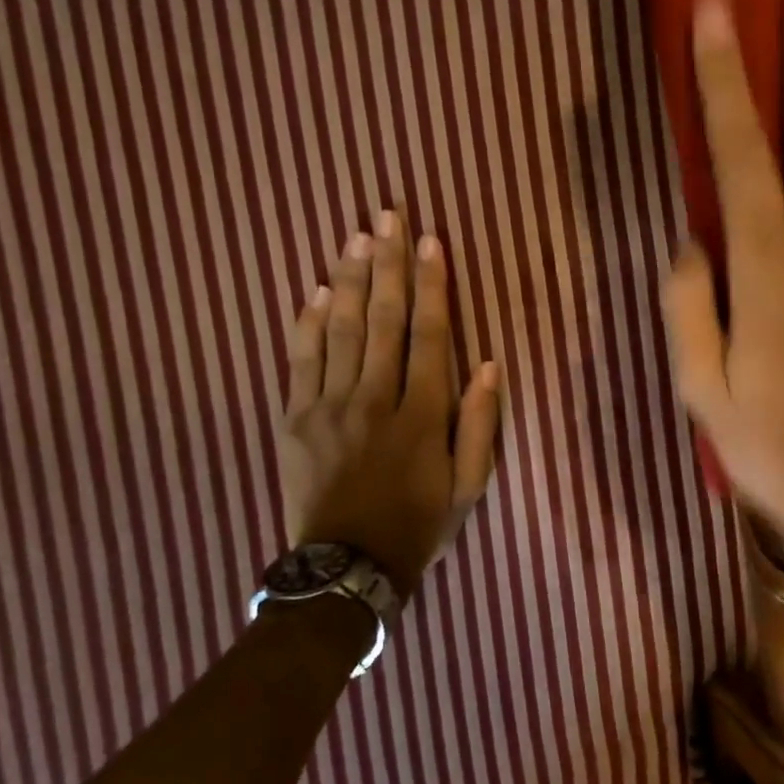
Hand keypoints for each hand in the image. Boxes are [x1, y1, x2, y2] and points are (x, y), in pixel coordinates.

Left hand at [278, 211, 500, 599]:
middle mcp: (374, 398)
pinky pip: (300, 360)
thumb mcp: (469, 485)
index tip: (431, 241)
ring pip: (340, 330)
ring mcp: (328, 406)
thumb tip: (489, 364)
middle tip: (388, 215)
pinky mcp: (295, 419)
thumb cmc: (418, 525)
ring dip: (349, 279)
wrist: (346, 568)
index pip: (428, 334)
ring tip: (356, 236)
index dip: (432, 284)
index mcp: (421, 414)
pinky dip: (307, 322)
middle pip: (381, 318)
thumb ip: (480, 424)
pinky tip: (314, 290)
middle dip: (387, 263)